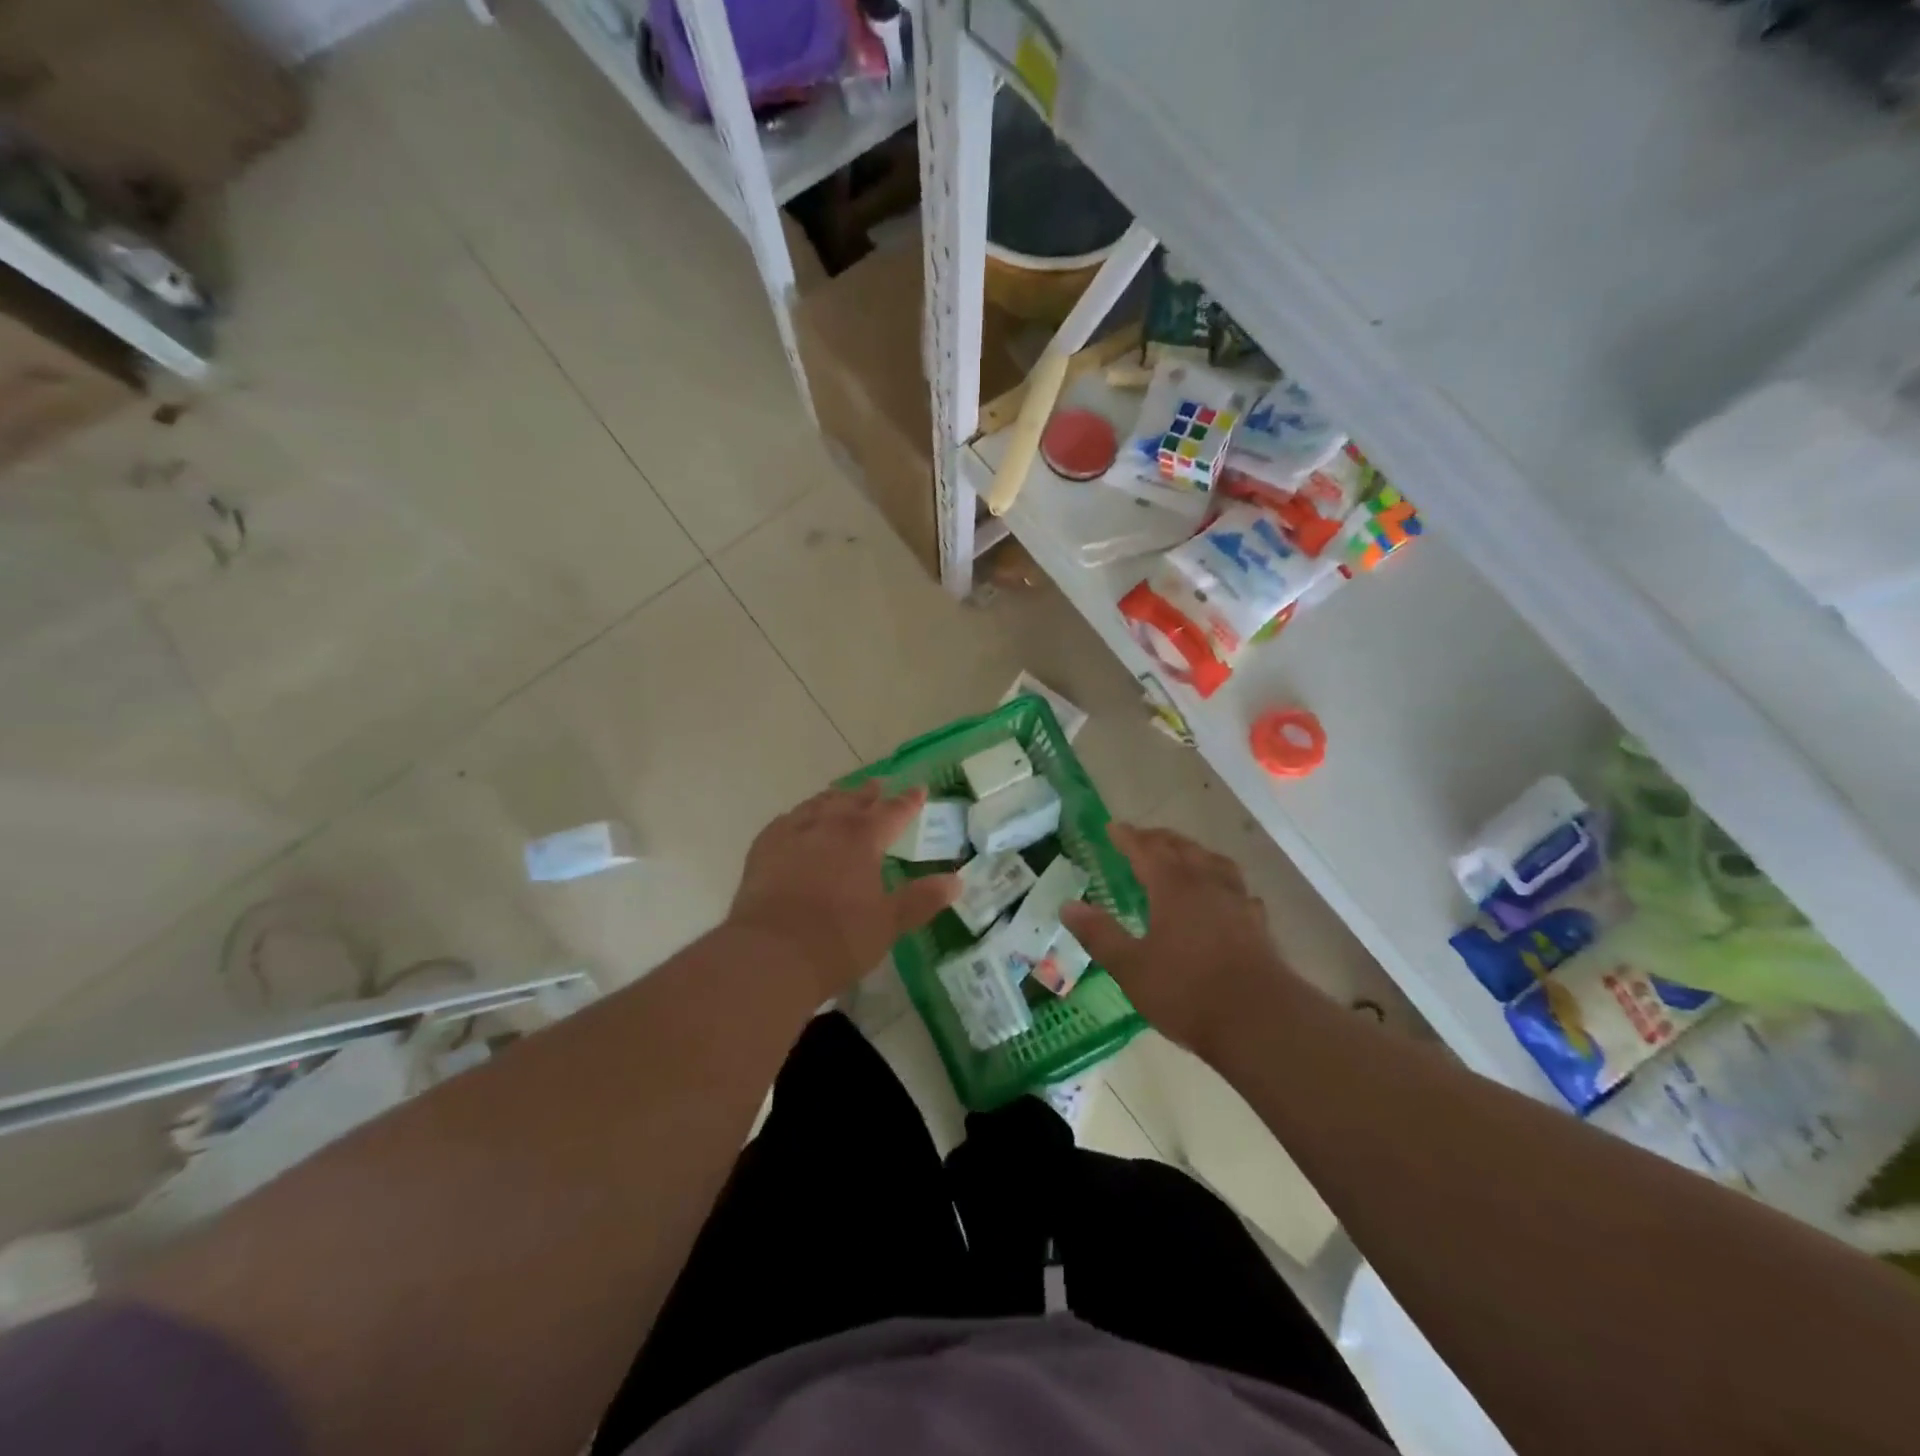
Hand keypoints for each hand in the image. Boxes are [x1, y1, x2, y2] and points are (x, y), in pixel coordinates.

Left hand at [727, 782, 960, 1003]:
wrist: (770, 954)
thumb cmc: (838, 940)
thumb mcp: (889, 924)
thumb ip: (922, 899)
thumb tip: (957, 880)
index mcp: (863, 839)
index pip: (893, 812)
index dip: (908, 801)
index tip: (919, 789)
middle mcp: (829, 826)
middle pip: (853, 801)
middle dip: (870, 793)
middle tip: (879, 785)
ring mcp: (793, 834)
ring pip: (818, 805)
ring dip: (834, 798)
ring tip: (841, 796)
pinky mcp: (764, 848)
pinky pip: (786, 821)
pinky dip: (800, 816)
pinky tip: (798, 821)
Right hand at [1061, 824, 1288, 1058]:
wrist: (1260, 1021)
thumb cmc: (1187, 992)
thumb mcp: (1131, 967)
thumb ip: (1100, 934)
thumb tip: (1067, 906)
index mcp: (1173, 887)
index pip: (1146, 850)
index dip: (1128, 837)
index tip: (1113, 827)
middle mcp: (1206, 884)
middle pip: (1182, 848)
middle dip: (1159, 839)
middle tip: (1142, 838)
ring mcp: (1237, 902)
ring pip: (1213, 862)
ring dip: (1193, 853)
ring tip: (1183, 857)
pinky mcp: (1258, 925)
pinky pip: (1237, 889)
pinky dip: (1222, 883)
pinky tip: (1223, 897)